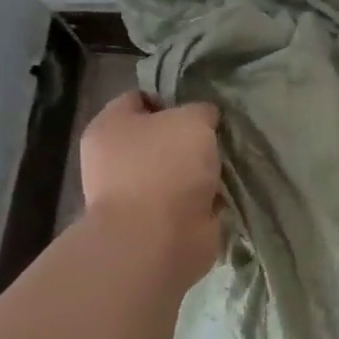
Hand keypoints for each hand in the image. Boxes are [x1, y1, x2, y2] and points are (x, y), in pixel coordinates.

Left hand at [80, 93, 223, 281]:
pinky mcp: (156, 223)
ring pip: (176, 169)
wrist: (157, 240)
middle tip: (220, 135)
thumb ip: (201, 111)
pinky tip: (226, 190)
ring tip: (228, 162)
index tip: (202, 106)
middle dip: (190, 137)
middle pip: (160, 136)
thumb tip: (205, 119)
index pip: (140, 98)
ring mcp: (134, 194)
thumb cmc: (165, 167)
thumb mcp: (192, 120)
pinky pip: (187, 199)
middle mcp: (115, 159)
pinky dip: (205, 198)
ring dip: (200, 169)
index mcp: (110, 127)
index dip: (171, 98)